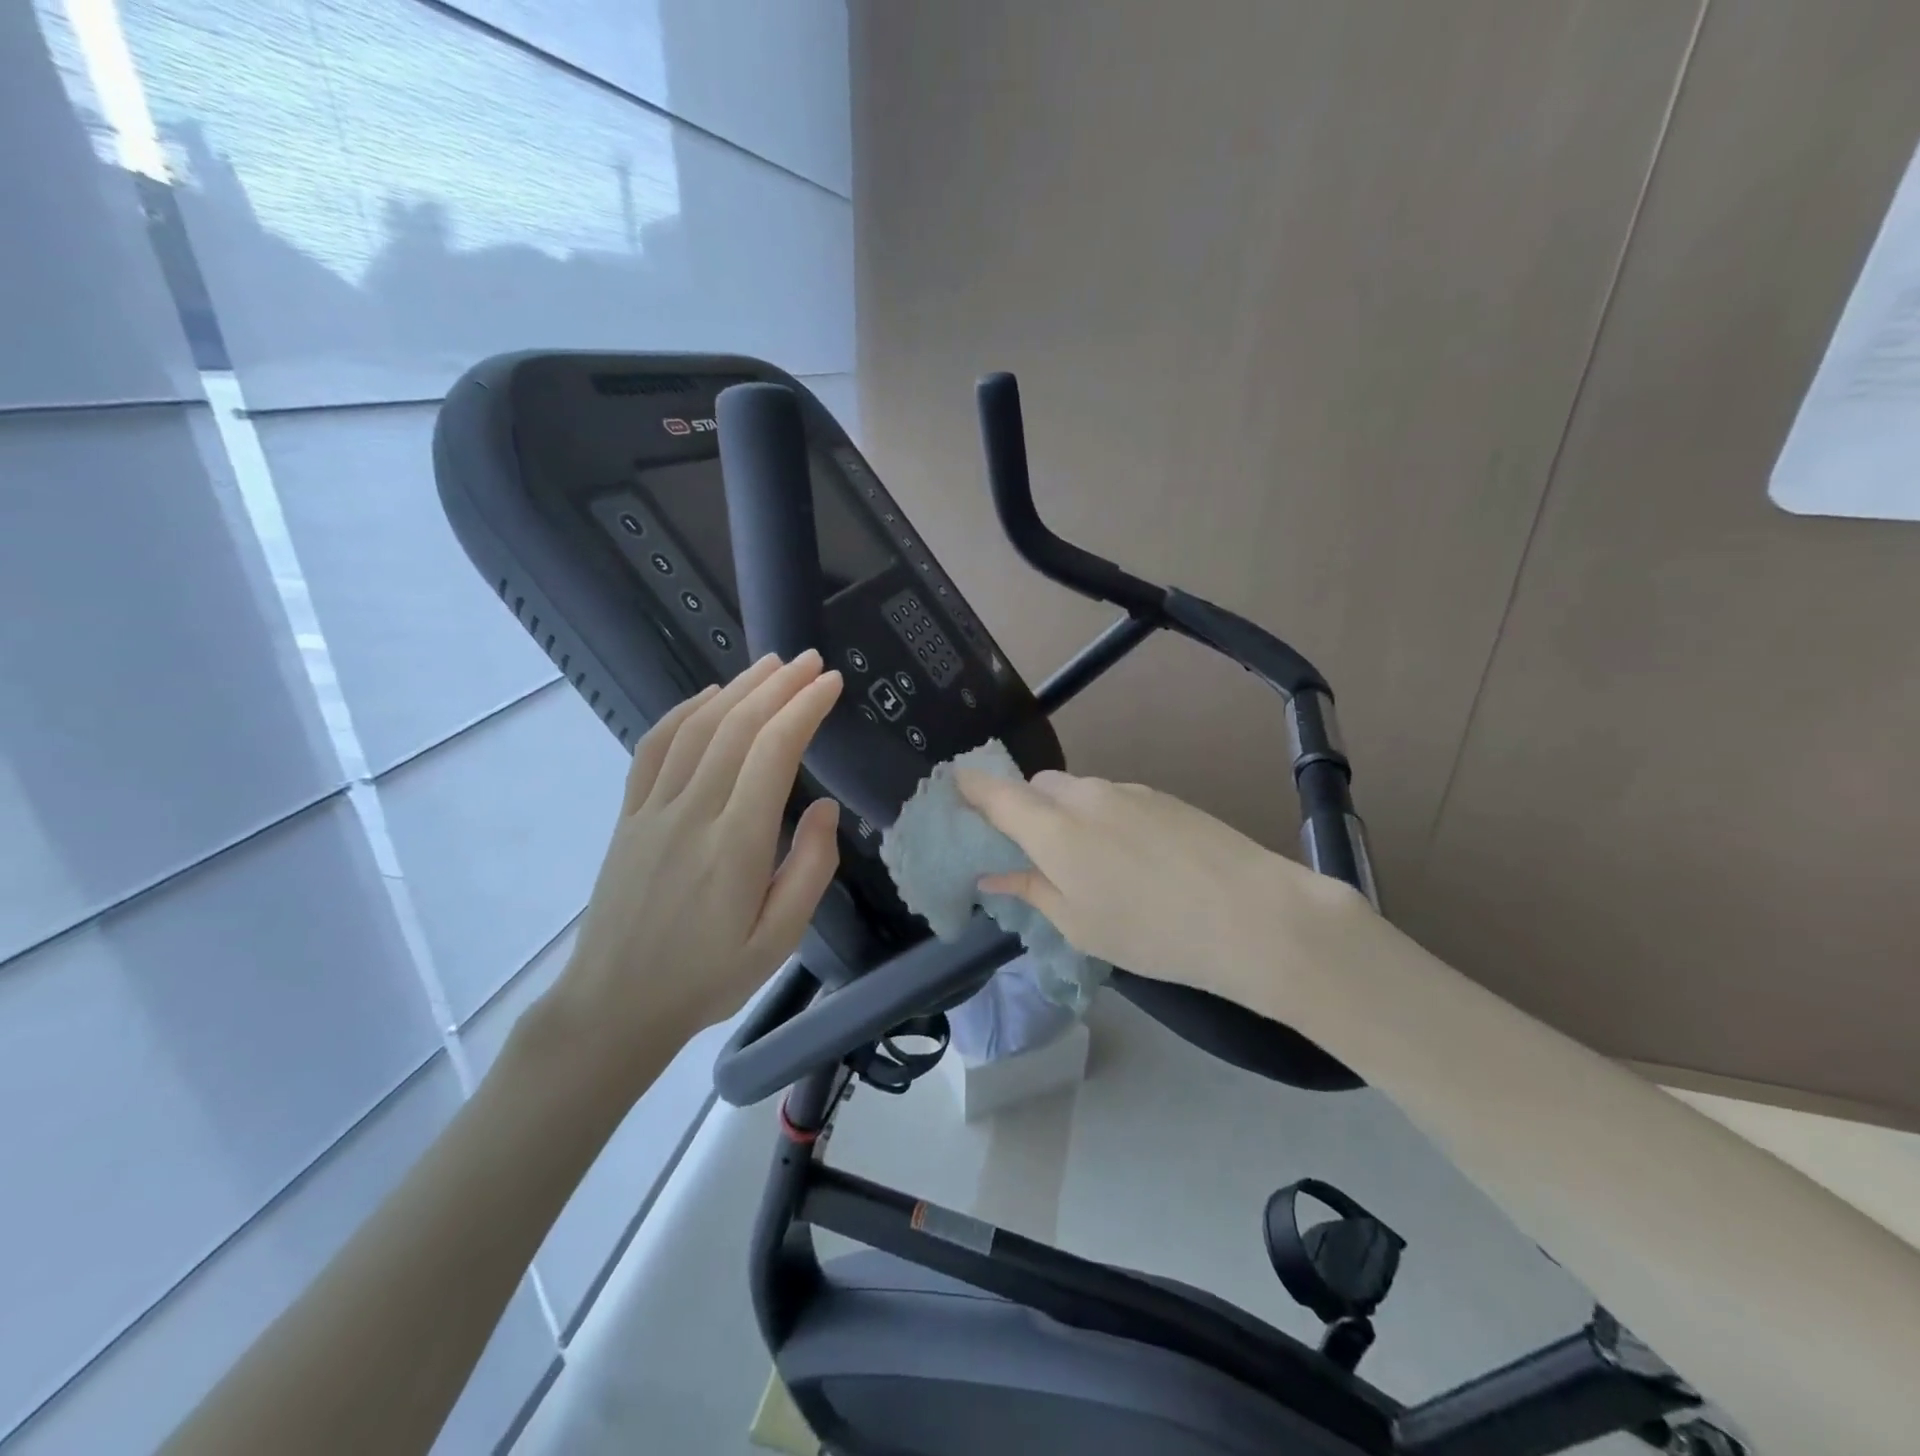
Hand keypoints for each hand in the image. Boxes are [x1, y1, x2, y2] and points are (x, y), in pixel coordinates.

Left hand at [548, 653, 843, 1101]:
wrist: (614, 1005)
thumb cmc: (708, 977)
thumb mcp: (778, 940)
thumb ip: (810, 869)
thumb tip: (824, 807)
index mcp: (735, 843)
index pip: (774, 752)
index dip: (805, 709)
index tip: (831, 684)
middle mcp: (692, 812)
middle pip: (737, 727)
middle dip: (779, 685)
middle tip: (810, 661)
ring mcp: (653, 810)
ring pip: (697, 728)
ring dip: (737, 688)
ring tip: (770, 666)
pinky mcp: (629, 816)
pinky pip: (653, 749)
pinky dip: (683, 713)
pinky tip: (707, 697)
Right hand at [955, 769, 1367, 1013]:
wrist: (1253, 915)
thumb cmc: (1151, 932)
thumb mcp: (1079, 924)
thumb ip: (1031, 889)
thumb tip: (992, 873)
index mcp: (1054, 828)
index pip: (996, 793)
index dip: (970, 789)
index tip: (955, 793)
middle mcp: (1084, 796)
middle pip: (1037, 788)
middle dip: (1023, 809)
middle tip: (1032, 854)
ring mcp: (1127, 791)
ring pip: (1076, 792)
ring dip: (1065, 815)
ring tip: (1088, 865)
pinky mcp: (1162, 796)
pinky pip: (1112, 798)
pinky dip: (1101, 818)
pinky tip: (1130, 859)